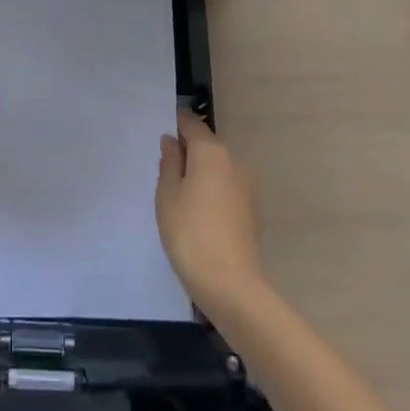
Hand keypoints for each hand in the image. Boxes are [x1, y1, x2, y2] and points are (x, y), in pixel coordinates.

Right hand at [156, 110, 266, 311]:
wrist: (231, 286)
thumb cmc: (190, 233)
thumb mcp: (167, 195)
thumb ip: (169, 163)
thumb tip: (172, 142)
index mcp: (211, 152)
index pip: (191, 124)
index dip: (175, 124)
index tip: (159, 135)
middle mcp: (232, 161)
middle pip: (206, 145)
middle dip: (186, 151)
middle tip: (163, 169)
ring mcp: (245, 186)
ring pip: (216, 167)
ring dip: (198, 172)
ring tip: (176, 193)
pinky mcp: (250, 210)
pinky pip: (225, 186)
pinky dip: (210, 189)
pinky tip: (196, 211)